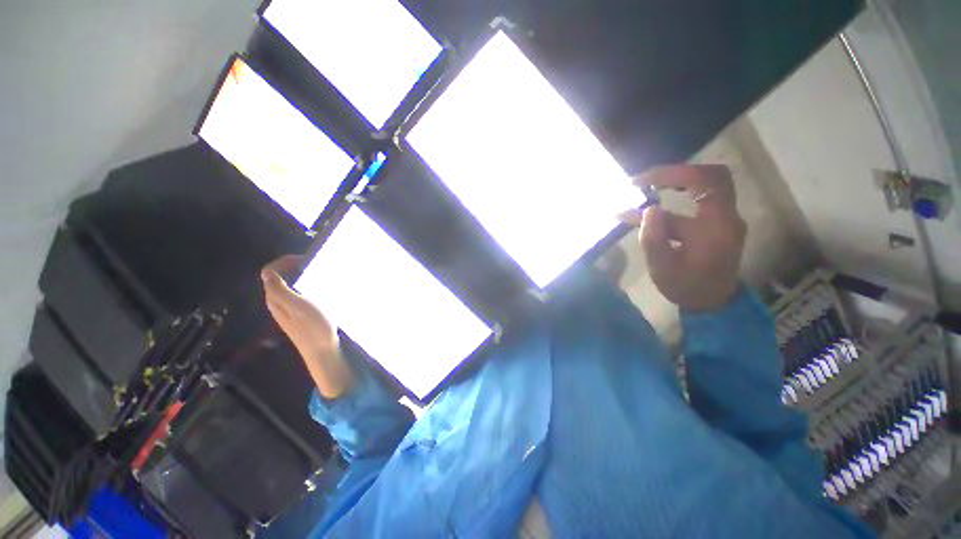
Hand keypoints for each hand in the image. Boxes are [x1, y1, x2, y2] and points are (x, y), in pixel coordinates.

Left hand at [262, 255, 353, 397]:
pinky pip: (297, 293)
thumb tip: (267, 273)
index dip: (284, 262)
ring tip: (318, 273)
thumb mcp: (298, 306)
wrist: (322, 350)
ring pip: (288, 285)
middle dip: (293, 266)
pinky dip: (306, 285)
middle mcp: (278, 302)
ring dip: (300, 275)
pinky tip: (320, 288)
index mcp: (276, 299)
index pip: (270, 273)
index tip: (305, 258)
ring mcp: (289, 310)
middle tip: (314, 263)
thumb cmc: (313, 327)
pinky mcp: (299, 314)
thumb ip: (280, 290)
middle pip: (278, 278)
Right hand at [619, 165, 745, 312]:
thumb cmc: (686, 288)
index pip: (705, 182)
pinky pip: (697, 204)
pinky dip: (675, 201)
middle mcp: (726, 217)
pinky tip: (647, 212)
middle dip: (677, 173)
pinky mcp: (716, 225)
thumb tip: (650, 209)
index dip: (674, 173)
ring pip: (704, 188)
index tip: (642, 181)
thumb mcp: (662, 269)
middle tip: (646, 180)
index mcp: (716, 226)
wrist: (711, 303)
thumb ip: (654, 239)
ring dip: (674, 185)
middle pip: (711, 176)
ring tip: (642, 191)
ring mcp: (723, 220)